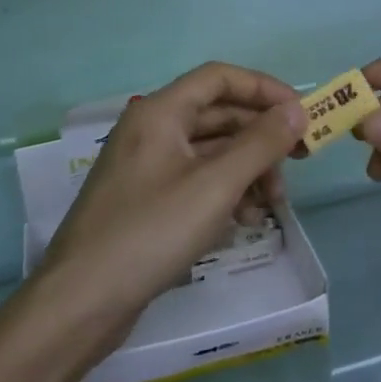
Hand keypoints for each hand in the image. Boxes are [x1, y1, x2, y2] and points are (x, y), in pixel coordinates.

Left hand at [34, 62, 306, 349]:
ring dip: (247, 170)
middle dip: (260, 139)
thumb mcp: (215, 185)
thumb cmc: (151, 232)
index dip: (264, 89)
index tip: (300, 114)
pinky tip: (244, 222)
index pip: (220, 78)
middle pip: (219, 116)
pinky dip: (225, 193)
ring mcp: (147, 167)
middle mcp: (152, 130)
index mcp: (160, 112)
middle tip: (298, 164)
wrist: (80, 303)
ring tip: (272, 205)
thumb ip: (260, 144)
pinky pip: (197, 181)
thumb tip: (297, 111)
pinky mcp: (147, 201)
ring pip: (211, 152)